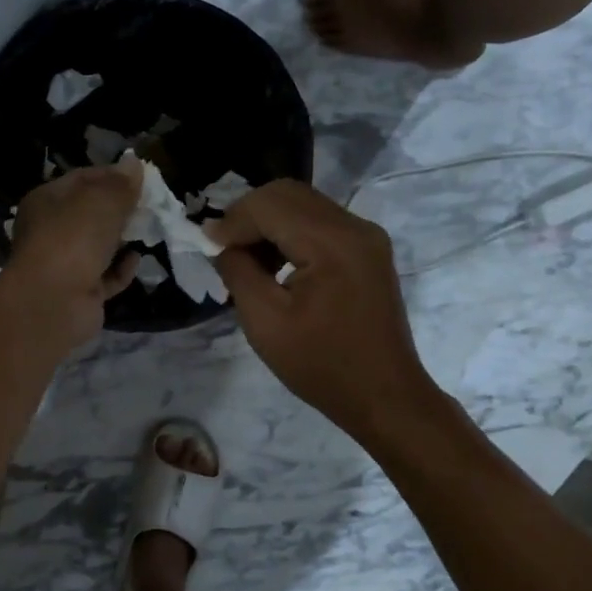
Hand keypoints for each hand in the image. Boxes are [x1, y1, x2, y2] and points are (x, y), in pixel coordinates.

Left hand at [2, 158, 143, 347]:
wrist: (54, 302)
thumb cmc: (73, 239)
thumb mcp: (101, 201)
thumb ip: (121, 184)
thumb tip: (134, 164)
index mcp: (46, 202)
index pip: (81, 179)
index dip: (111, 176)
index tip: (141, 178)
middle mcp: (51, 231)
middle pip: (91, 214)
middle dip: (120, 210)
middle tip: (150, 205)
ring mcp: (64, 264)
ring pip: (99, 247)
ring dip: (122, 240)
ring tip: (148, 230)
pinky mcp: (80, 293)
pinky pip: (106, 276)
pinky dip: (121, 269)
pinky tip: (136, 260)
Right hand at [208, 180, 438, 440]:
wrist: (384, 396)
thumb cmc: (321, 366)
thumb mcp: (265, 323)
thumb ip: (238, 272)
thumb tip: (223, 243)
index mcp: (332, 243)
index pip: (270, 204)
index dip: (232, 220)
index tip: (207, 246)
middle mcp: (355, 227)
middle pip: (288, 193)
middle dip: (249, 215)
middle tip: (224, 249)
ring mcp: (367, 236)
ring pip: (304, 204)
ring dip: (269, 223)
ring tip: (247, 261)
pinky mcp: (369, 250)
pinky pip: (321, 222)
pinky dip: (291, 233)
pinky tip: (276, 265)